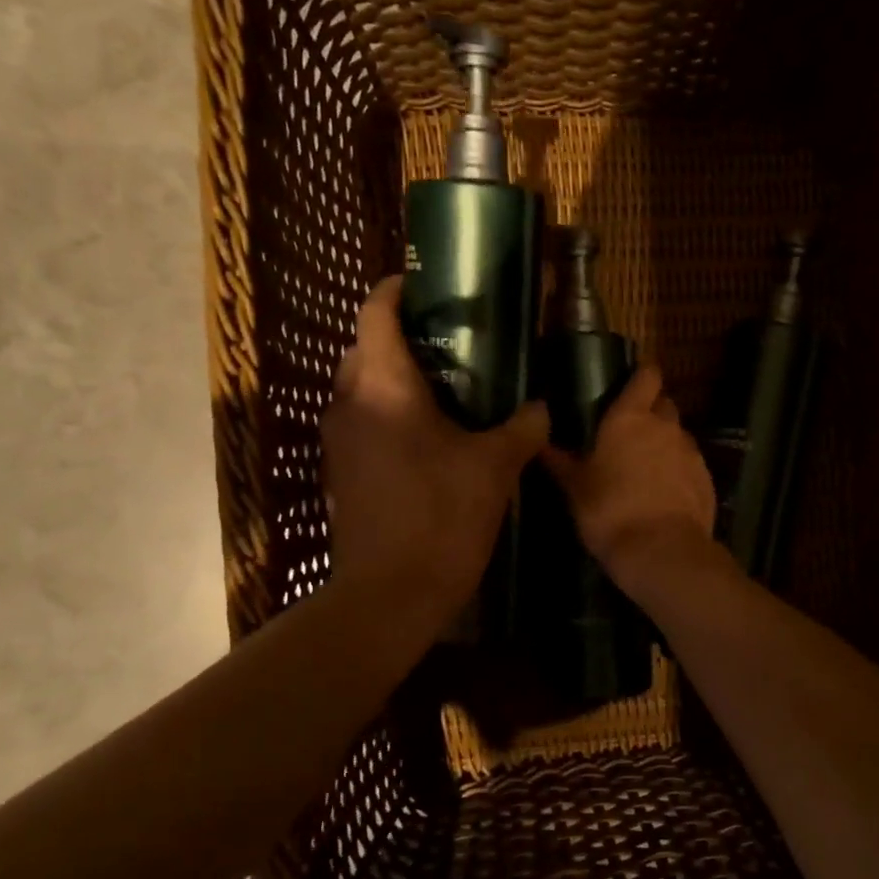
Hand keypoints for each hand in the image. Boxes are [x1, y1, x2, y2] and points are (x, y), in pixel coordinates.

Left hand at [322, 277, 547, 619]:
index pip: (376, 314)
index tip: (424, 285)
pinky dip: (383, 411)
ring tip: (440, 384)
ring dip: (389, 375)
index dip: (396, 291)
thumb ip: (521, 427)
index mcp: (383, 386)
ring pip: (357, 386)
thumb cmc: (442, 516)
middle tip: (447, 340)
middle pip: (362, 347)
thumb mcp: (494, 467)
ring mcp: (336, 439)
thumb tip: (542, 406)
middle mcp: (348, 402)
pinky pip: (358, 420)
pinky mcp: (337, 471)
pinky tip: (422, 433)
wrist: (389, 593)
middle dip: (397, 334)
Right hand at [540, 364, 718, 593]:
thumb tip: (541, 444)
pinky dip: (679, 471)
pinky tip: (664, 494)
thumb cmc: (609, 511)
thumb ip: (560, 462)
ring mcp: (691, 452)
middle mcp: (666, 426)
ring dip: (665, 444)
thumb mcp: (575, 489)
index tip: (629, 385)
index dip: (641, 376)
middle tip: (630, 433)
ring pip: (678, 436)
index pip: (647, 376)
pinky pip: (690, 465)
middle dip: (651, 412)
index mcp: (631, 418)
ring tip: (646, 469)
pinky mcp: (707, 479)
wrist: (661, 551)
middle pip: (664, 404)